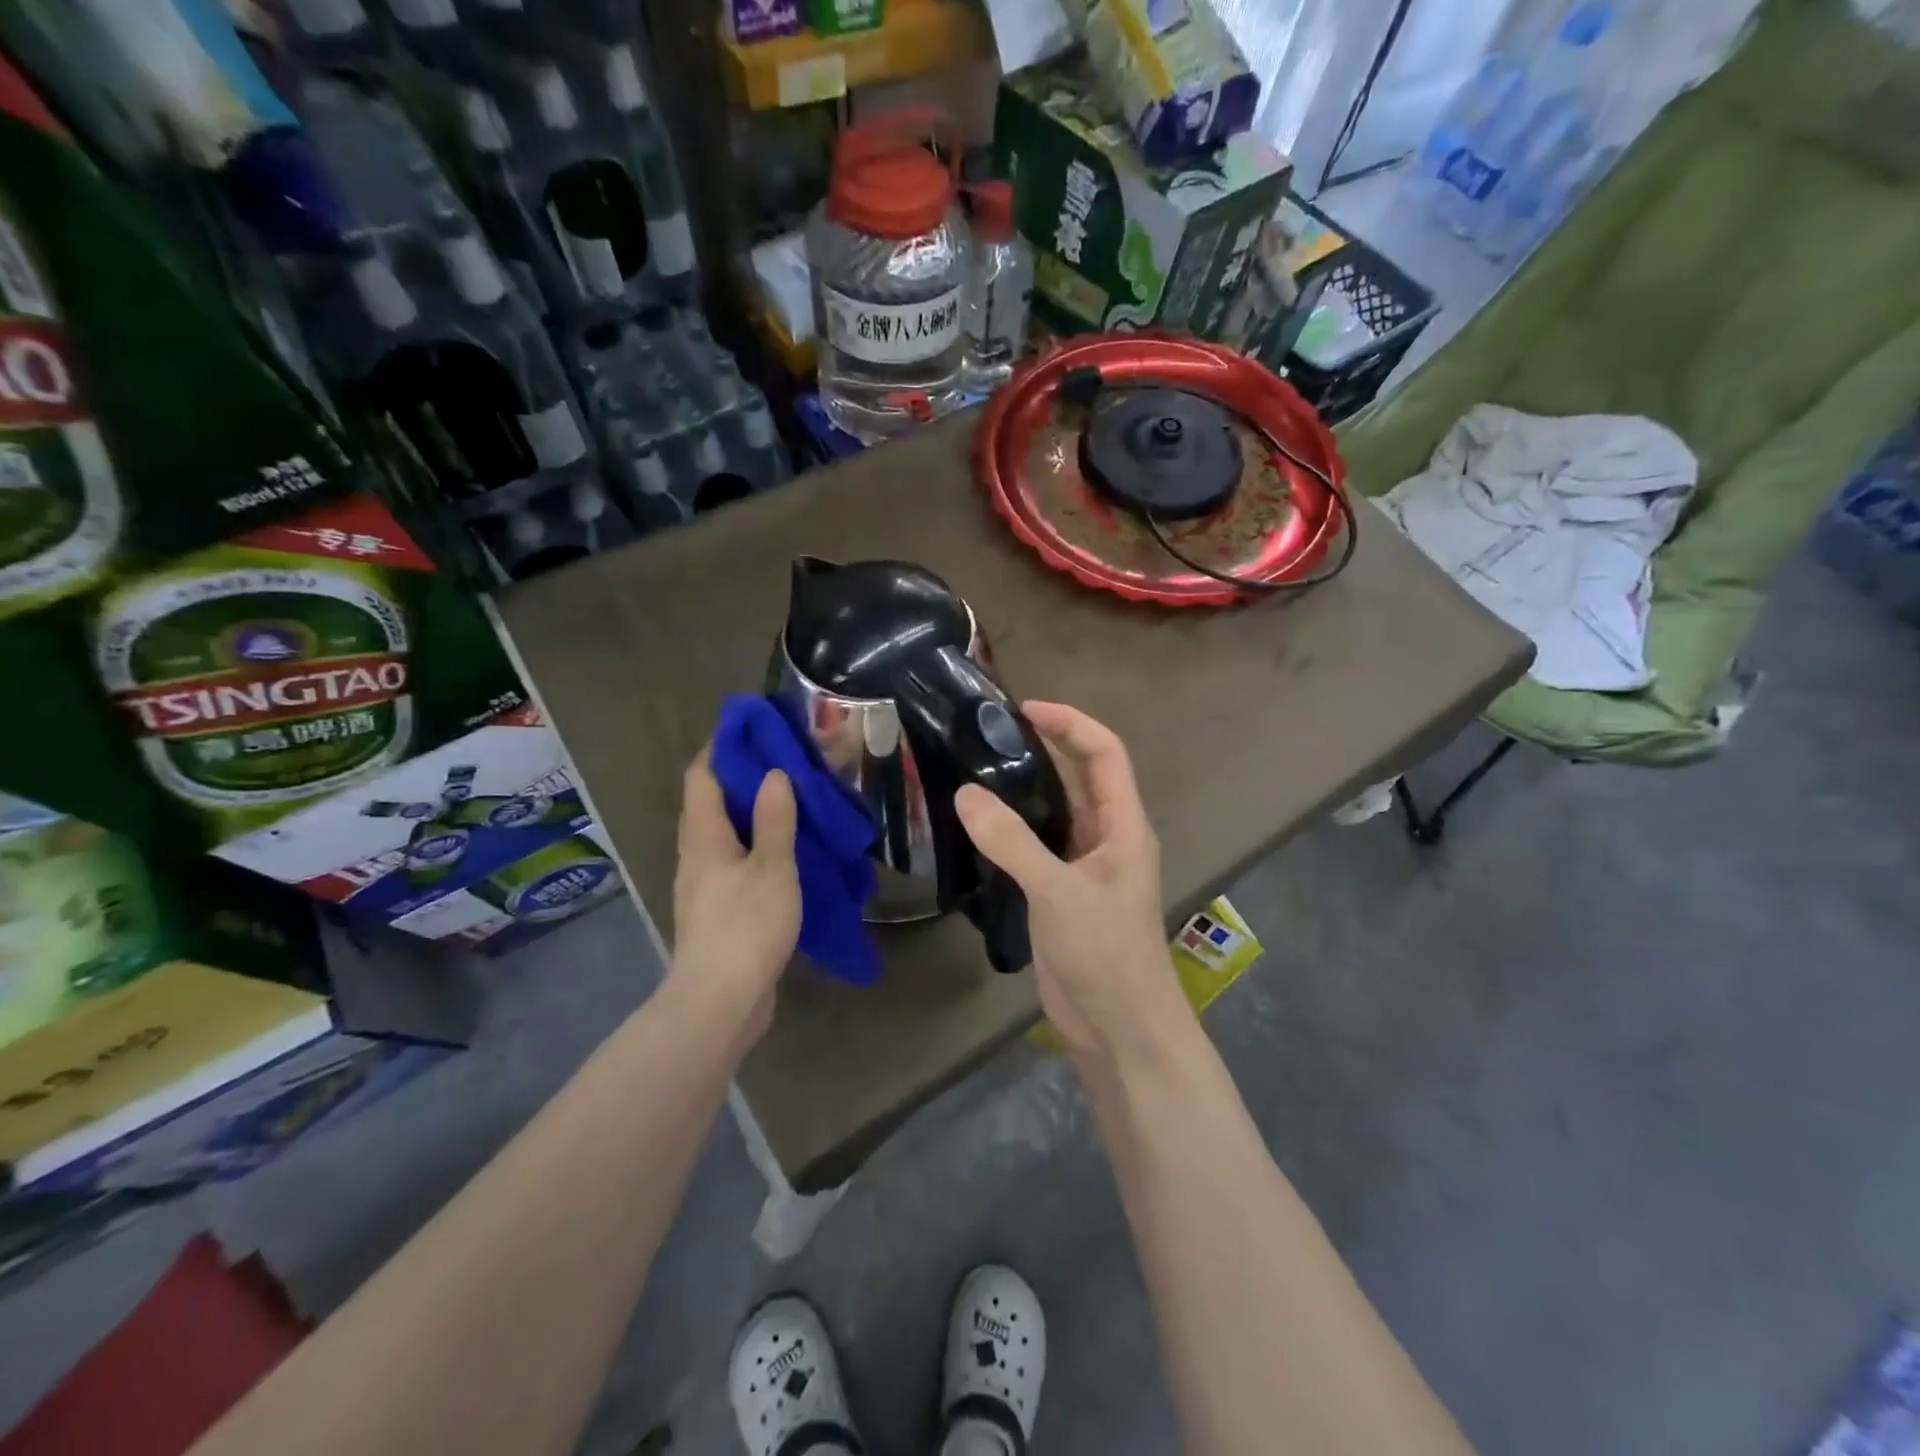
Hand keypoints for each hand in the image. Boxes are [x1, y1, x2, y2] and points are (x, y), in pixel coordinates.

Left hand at [670, 749, 800, 1041]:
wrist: (720, 1002)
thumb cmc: (746, 926)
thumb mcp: (772, 867)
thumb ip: (774, 819)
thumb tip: (773, 774)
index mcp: (703, 836)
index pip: (702, 776)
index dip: (722, 748)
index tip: (753, 730)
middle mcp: (697, 855)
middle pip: (712, 803)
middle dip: (743, 779)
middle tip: (786, 763)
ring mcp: (706, 885)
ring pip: (726, 835)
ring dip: (754, 815)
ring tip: (794, 803)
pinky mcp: (719, 911)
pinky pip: (737, 864)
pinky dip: (759, 848)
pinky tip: (789, 853)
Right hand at [955, 703, 1185, 1066]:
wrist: (1119, 1028)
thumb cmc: (1105, 952)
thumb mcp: (1058, 891)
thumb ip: (1012, 841)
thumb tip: (965, 793)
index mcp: (1124, 825)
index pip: (1105, 753)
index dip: (1071, 723)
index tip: (1025, 709)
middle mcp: (1108, 838)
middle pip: (1081, 776)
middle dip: (1046, 747)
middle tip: (991, 733)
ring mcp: (1085, 867)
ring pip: (1057, 812)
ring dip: (1025, 788)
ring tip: (977, 768)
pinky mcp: (1063, 894)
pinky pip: (1038, 846)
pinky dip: (1013, 829)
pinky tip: (978, 825)